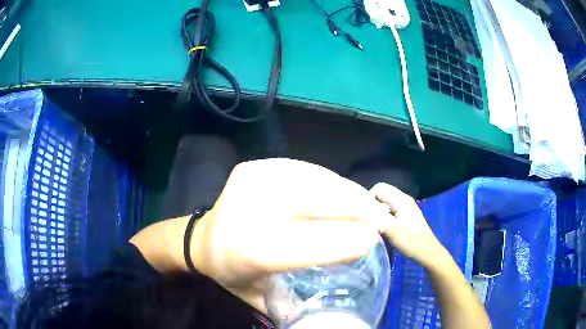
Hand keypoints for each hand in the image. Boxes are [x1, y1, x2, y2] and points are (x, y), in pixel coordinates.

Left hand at [192, 159, 391, 312]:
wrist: (201, 239)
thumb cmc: (232, 273)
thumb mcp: (263, 298)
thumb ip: (302, 300)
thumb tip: (347, 290)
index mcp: (255, 250)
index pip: (319, 243)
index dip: (354, 241)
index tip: (373, 242)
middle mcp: (255, 209)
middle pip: (324, 202)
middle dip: (361, 209)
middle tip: (381, 217)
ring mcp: (254, 180)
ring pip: (319, 180)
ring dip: (349, 192)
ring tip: (364, 203)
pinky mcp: (256, 166)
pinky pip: (305, 169)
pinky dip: (328, 180)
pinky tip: (338, 191)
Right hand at [369, 183, 446, 267]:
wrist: (427, 252)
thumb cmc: (410, 241)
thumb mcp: (391, 229)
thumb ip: (377, 217)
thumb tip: (361, 211)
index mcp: (401, 199)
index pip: (379, 188)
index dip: (369, 198)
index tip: (365, 214)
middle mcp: (404, 198)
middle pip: (382, 193)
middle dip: (372, 204)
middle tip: (368, 219)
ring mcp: (406, 206)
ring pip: (386, 201)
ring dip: (378, 210)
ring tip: (374, 224)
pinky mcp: (406, 214)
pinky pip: (391, 208)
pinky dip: (384, 214)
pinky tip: (383, 227)